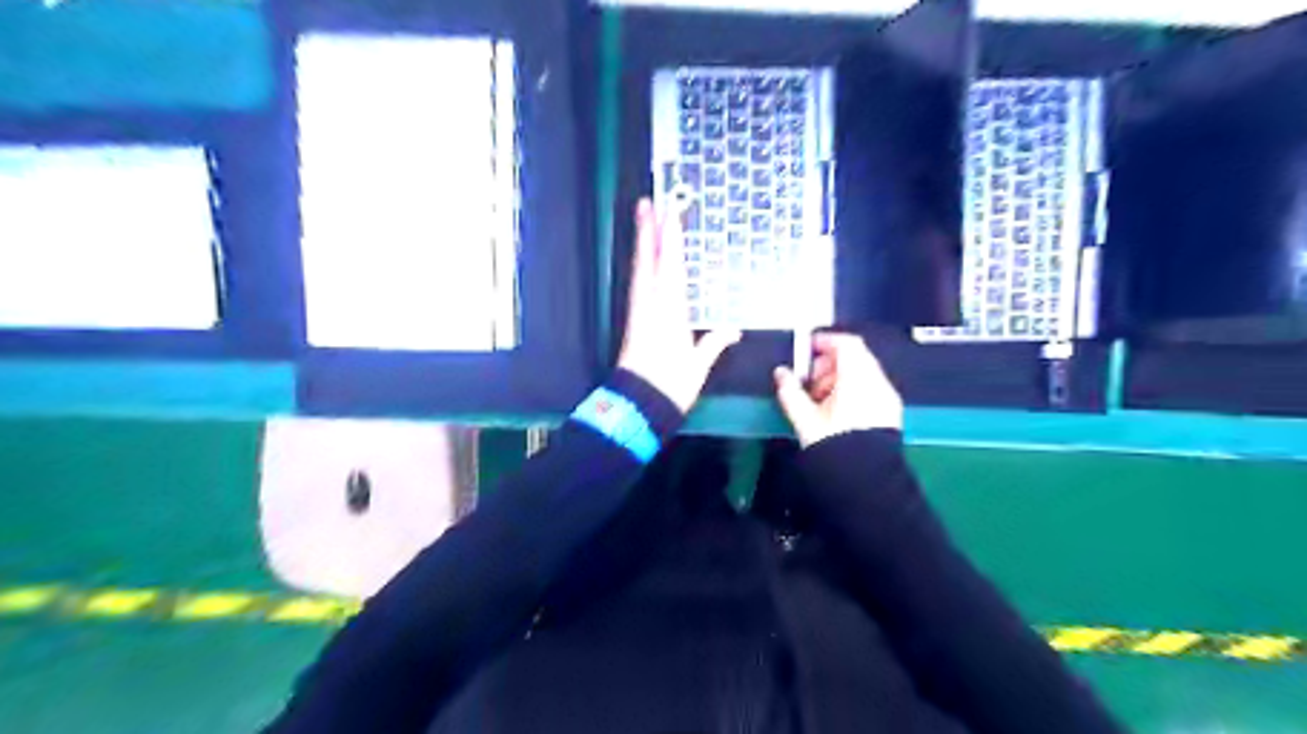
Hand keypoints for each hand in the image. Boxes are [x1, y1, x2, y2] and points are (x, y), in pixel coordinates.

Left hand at [620, 199, 740, 411]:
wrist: (638, 403)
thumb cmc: (670, 384)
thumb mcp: (696, 365)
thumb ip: (713, 343)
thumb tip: (733, 330)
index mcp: (669, 310)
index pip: (670, 266)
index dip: (669, 238)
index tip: (669, 213)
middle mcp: (651, 304)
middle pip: (647, 260)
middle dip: (646, 230)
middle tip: (645, 202)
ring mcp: (639, 310)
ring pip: (639, 269)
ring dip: (641, 244)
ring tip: (643, 221)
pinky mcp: (633, 320)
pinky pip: (638, 284)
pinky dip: (641, 266)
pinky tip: (644, 261)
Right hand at [767, 331, 904, 448]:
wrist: (866, 481)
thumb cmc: (835, 446)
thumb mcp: (805, 418)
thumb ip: (790, 391)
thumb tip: (781, 373)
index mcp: (858, 378)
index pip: (846, 344)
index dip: (825, 341)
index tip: (807, 347)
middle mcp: (877, 383)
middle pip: (855, 358)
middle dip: (829, 363)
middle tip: (808, 379)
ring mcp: (887, 398)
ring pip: (863, 374)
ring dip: (840, 378)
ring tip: (819, 399)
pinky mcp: (890, 413)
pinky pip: (870, 390)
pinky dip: (853, 391)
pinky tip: (836, 412)